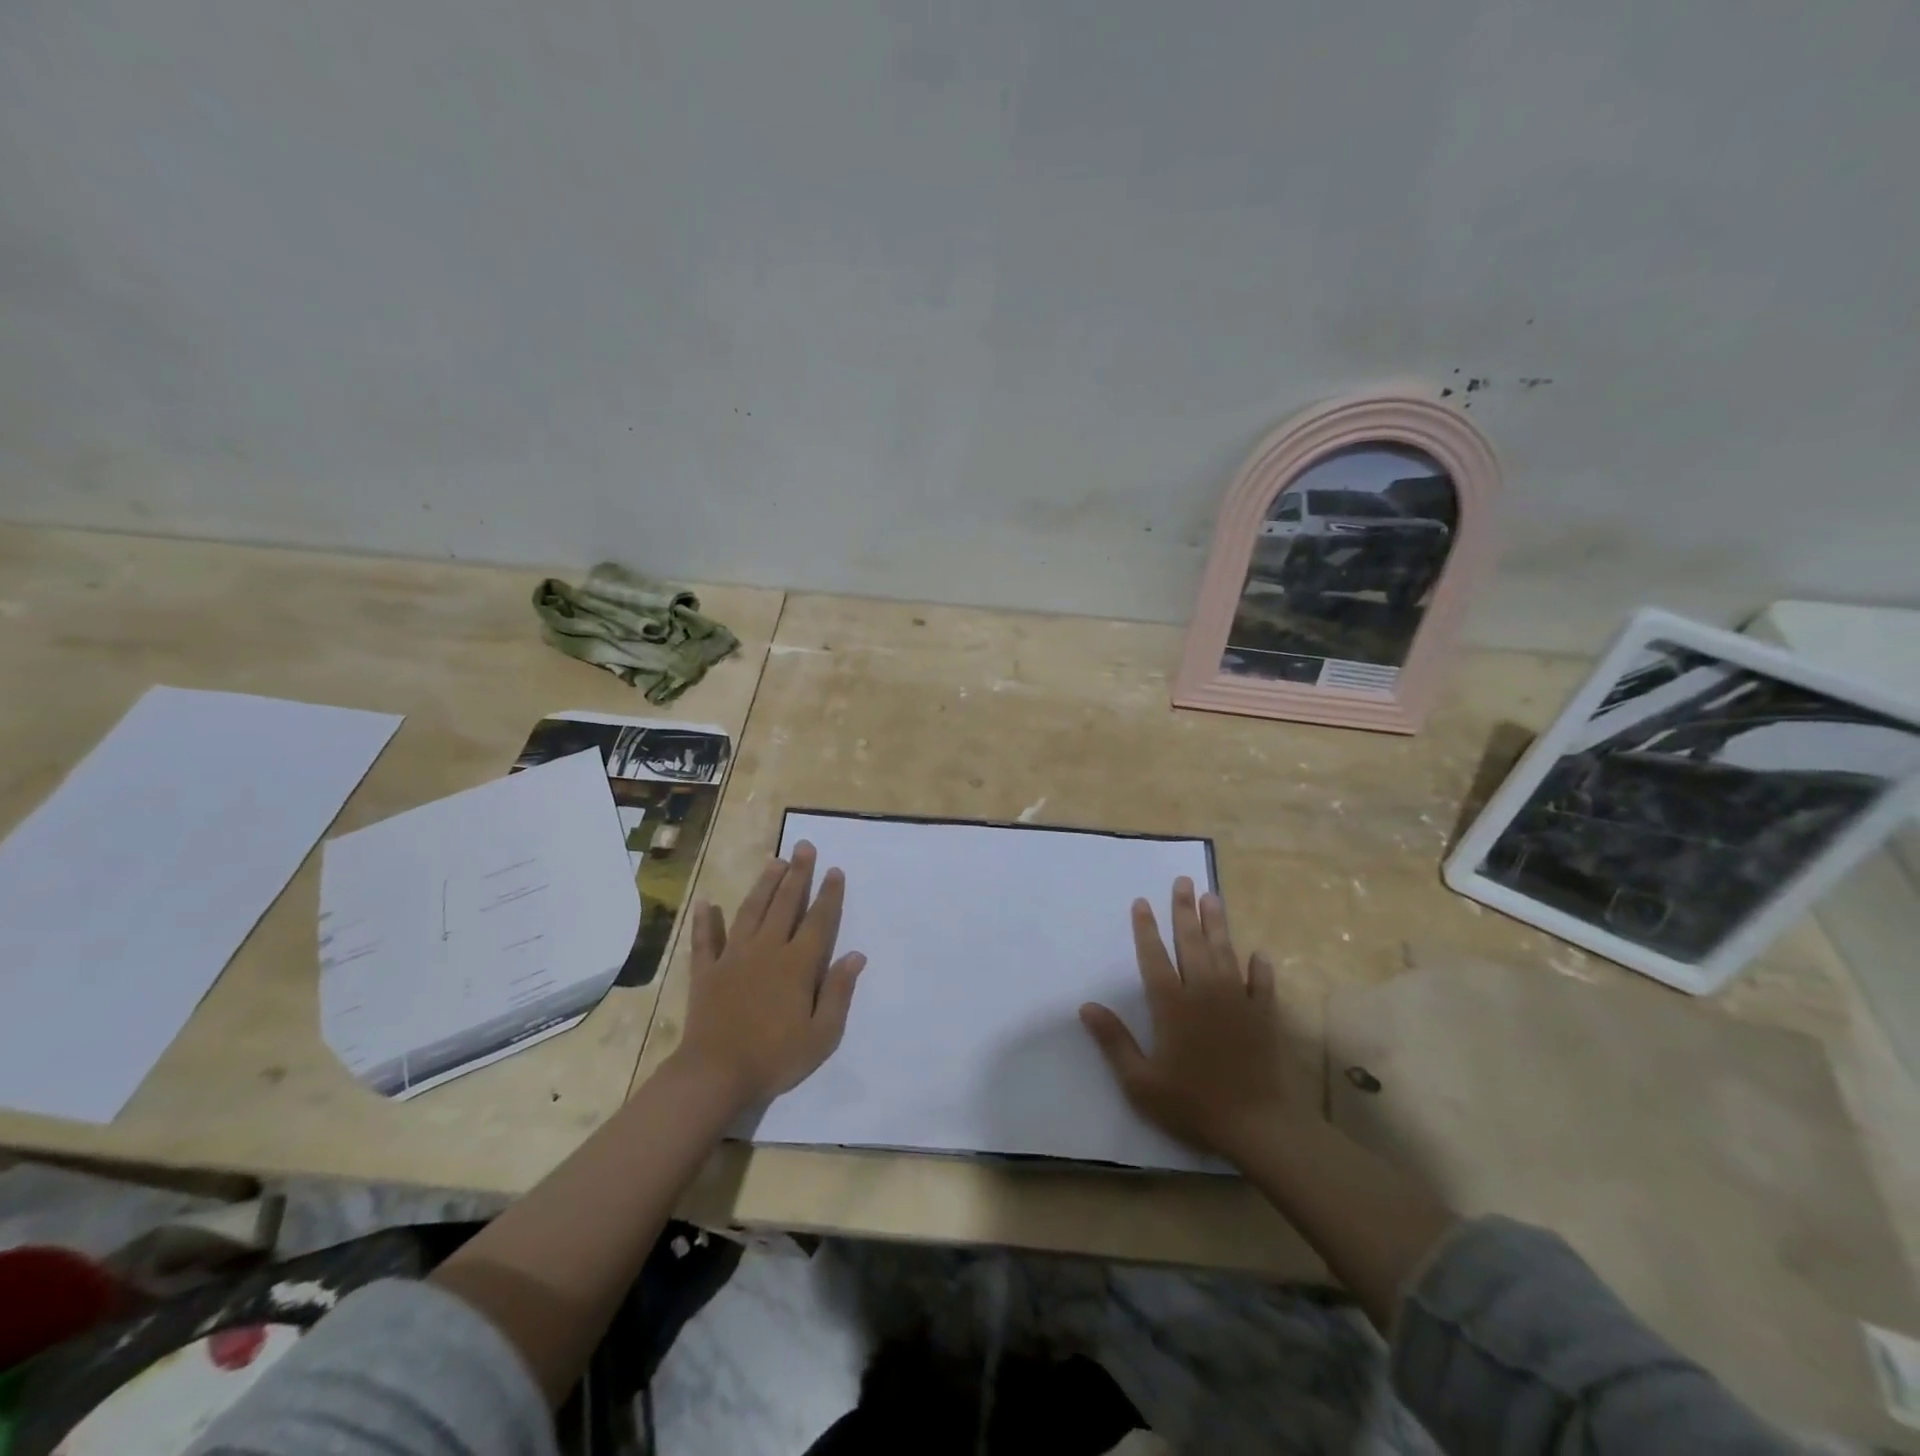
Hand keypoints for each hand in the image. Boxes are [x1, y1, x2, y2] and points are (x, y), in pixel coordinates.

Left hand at [670, 841, 865, 1108]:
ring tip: (774, 861)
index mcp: (797, 964)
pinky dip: (705, 920)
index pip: (818, 921)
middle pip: (785, 904)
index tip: (835, 870)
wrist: (715, 1075)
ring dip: (764, 885)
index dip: (829, 894)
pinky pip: (705, 940)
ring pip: (751, 911)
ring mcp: (733, 958)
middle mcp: (767, 950)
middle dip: (798, 874)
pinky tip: (706, 902)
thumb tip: (856, 955)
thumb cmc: (775, 1058)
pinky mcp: (707, 972)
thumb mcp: (822, 1035)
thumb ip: (839, 992)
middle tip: (804, 846)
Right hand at [1079, 878, 1309, 1159]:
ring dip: (1218, 924)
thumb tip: (1085, 1006)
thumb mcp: (1140, 1081)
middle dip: (1184, 910)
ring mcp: (1238, 1000)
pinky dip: (1260, 967)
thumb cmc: (1192, 1103)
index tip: (1141, 902)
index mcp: (1171, 1004)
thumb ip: (1113, 1041)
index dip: (1146, 928)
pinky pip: (1263, 983)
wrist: (1257, 1124)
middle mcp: (1203, 991)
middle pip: (1191, 942)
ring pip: (1225, 952)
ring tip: (1212, 897)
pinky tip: (1259, 953)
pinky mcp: (1264, 1015)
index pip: (1154, 956)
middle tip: (1183, 881)